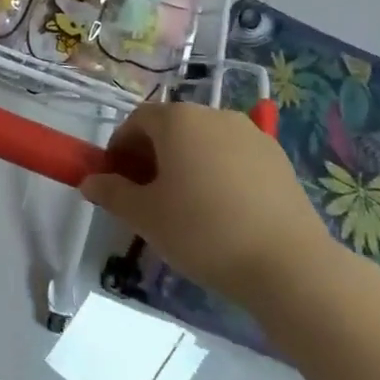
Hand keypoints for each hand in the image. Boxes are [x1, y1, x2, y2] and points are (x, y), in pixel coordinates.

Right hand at [83, 102, 340, 306]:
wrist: (288, 264)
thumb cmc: (203, 231)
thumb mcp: (145, 216)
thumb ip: (112, 193)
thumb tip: (90, 181)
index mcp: (178, 120)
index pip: (137, 120)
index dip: (120, 147)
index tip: (116, 180)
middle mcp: (214, 114)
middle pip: (171, 127)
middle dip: (152, 154)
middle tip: (146, 195)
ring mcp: (251, 133)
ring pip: (204, 141)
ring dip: (186, 162)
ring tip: (185, 204)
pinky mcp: (278, 157)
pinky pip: (234, 156)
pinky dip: (218, 172)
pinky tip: (222, 210)